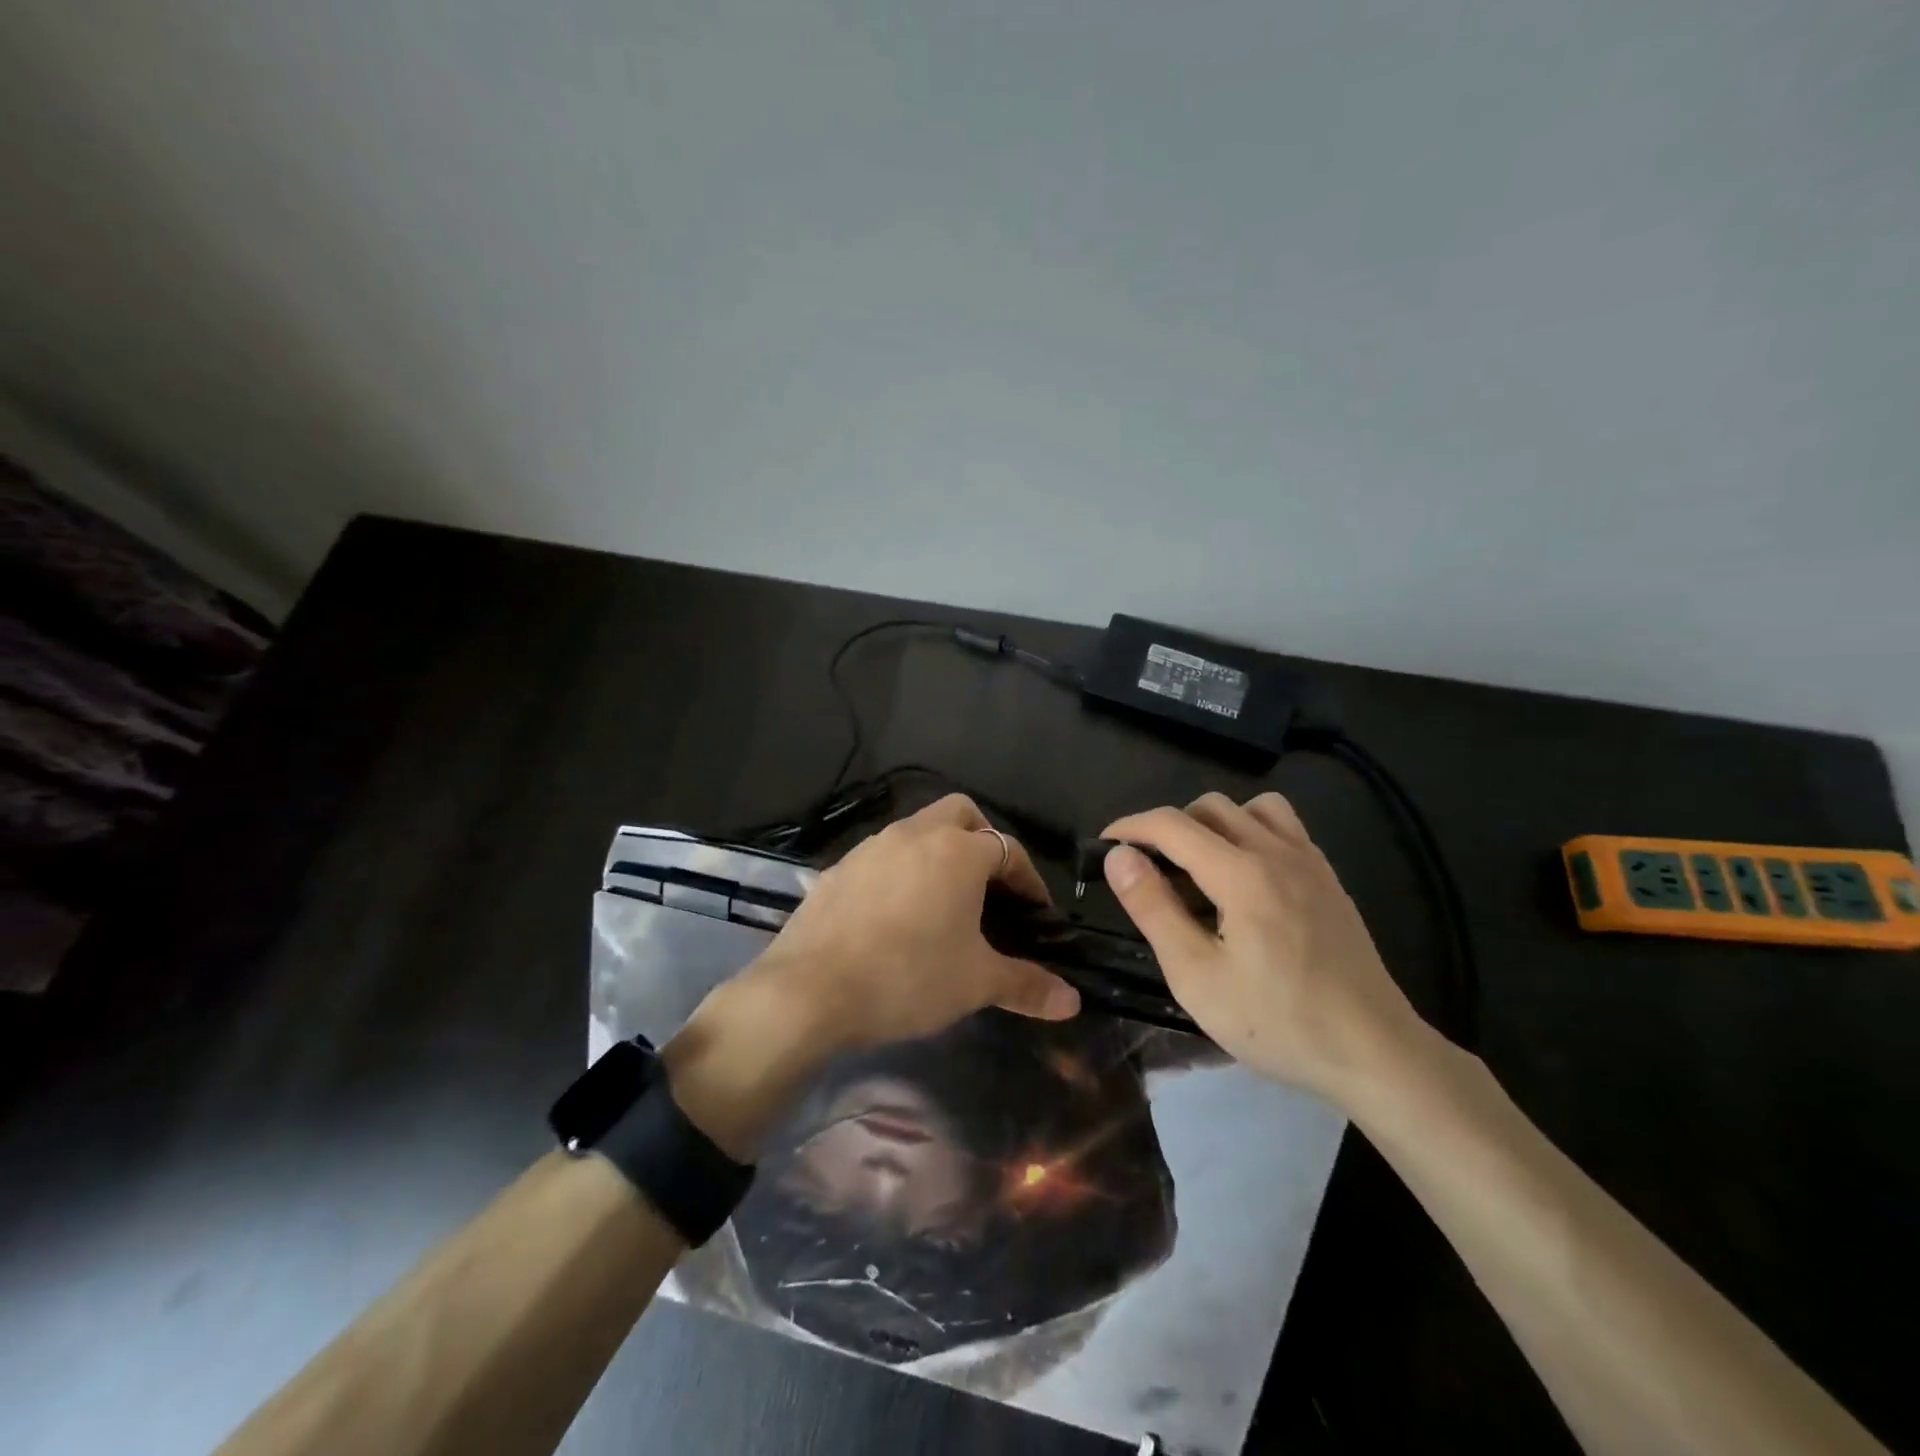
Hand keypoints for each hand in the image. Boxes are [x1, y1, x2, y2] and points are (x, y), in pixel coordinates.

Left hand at [745, 794, 1080, 1053]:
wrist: (809, 991)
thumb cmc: (907, 977)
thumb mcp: (975, 982)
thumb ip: (1027, 985)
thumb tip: (1073, 1001)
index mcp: (957, 851)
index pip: (1008, 849)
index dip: (1028, 881)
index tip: (1035, 915)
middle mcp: (914, 834)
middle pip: (961, 814)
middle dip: (984, 841)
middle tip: (992, 888)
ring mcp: (871, 847)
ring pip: (918, 830)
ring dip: (939, 854)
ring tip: (946, 903)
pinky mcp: (838, 868)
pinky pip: (883, 856)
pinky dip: (902, 872)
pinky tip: (897, 915)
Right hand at [1101, 792, 1431, 1103]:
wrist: (1374, 1053)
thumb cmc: (1276, 1022)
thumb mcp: (1196, 975)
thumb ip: (1153, 908)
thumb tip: (1119, 856)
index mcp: (1240, 872)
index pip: (1171, 824)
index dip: (1129, 827)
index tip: (1103, 846)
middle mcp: (1276, 851)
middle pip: (1208, 807)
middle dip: (1167, 827)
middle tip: (1149, 870)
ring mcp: (1309, 861)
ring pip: (1249, 808)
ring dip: (1212, 824)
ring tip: (1198, 868)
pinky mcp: (1328, 879)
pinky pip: (1283, 827)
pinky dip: (1250, 832)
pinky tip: (1245, 878)